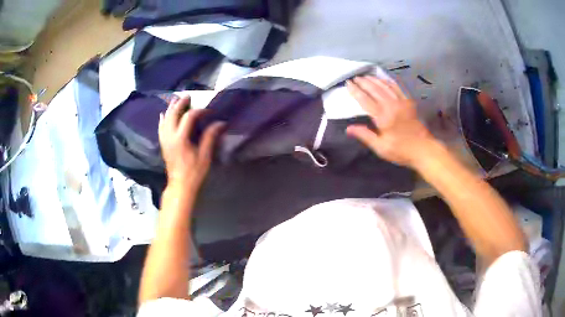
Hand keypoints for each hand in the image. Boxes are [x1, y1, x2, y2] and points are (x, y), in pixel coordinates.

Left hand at [159, 96, 223, 191]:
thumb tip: (220, 123)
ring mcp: (164, 140)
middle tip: (188, 96)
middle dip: (180, 104)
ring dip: (171, 108)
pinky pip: (160, 128)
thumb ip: (210, 137)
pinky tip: (163, 114)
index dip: (200, 111)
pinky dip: (162, 119)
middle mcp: (170, 136)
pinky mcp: (163, 144)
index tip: (209, 112)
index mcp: (181, 139)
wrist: (180, 186)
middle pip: (173, 114)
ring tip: (176, 100)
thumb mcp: (205, 156)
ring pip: (165, 119)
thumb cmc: (194, 172)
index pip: (189, 117)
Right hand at [346, 76, 434, 167]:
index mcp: (383, 117)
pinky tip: (383, 80)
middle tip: (355, 78)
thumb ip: (365, 136)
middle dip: (363, 82)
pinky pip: (396, 87)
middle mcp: (391, 105)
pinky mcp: (408, 102)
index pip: (365, 100)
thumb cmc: (401, 151)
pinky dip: (388, 82)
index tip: (348, 83)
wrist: (423, 149)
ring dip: (374, 80)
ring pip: (385, 86)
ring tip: (365, 76)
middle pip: (374, 89)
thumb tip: (348, 128)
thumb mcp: (381, 148)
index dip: (355, 91)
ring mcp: (401, 102)